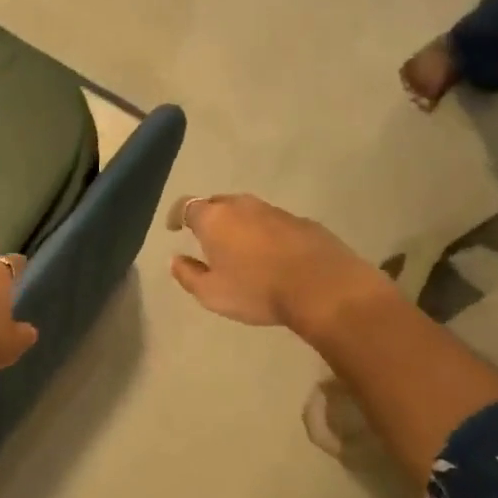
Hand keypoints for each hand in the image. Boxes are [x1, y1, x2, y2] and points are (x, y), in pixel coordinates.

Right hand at [168, 194, 391, 331]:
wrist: (324, 287)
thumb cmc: (258, 290)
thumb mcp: (212, 293)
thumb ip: (188, 275)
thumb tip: (175, 260)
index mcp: (214, 219)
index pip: (187, 206)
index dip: (177, 215)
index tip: (174, 228)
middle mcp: (242, 206)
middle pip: (218, 204)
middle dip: (209, 218)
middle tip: (207, 238)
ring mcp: (275, 211)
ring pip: (248, 212)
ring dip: (240, 225)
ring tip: (240, 247)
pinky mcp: (303, 222)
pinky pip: (274, 223)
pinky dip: (267, 234)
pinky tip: (273, 255)